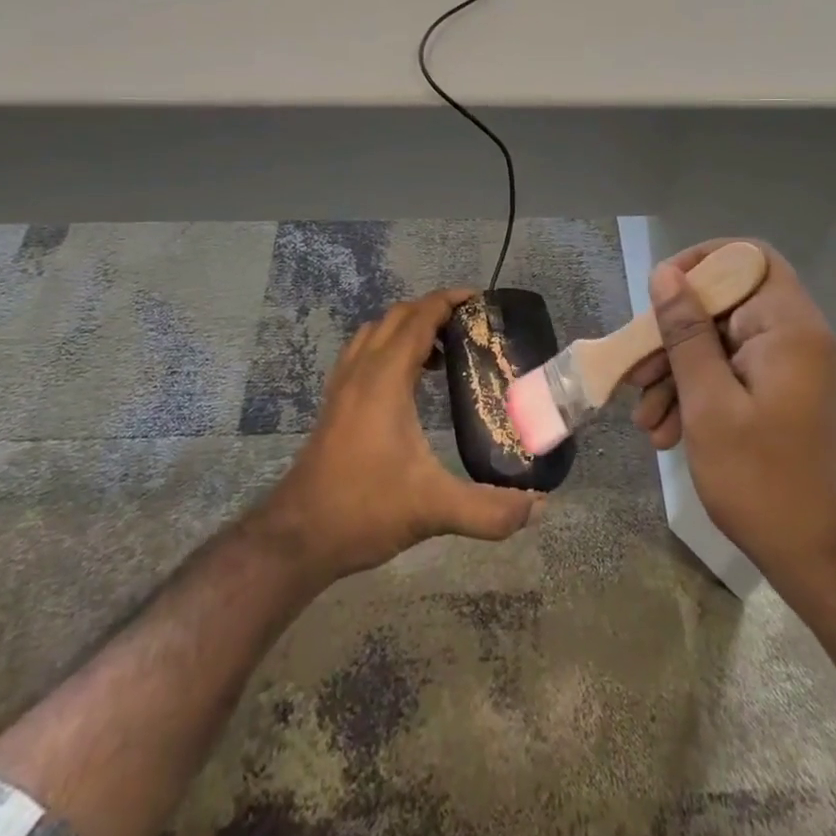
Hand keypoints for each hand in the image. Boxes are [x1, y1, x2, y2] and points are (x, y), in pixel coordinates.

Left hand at [259, 289, 540, 583]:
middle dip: (432, 309)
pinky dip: (388, 346)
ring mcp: (342, 385)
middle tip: (469, 325)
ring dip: (407, 327)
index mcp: (385, 379)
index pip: (418, 318)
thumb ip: (488, 510)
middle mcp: (361, 371)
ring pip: (375, 331)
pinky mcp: (334, 403)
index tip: (479, 299)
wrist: (298, 536)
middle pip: (396, 316)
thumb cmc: (364, 509)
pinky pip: (363, 352)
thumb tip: (538, 507)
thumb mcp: (432, 509)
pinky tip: (407, 382)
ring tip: (441, 351)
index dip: (448, 301)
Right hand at [627, 242, 835, 592]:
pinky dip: (700, 395)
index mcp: (789, 328)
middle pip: (726, 306)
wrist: (827, 564)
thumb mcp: (709, 404)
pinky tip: (667, 433)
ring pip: (723, 345)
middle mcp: (796, 339)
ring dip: (679, 374)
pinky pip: (734, 376)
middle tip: (636, 372)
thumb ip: (686, 333)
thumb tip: (665, 274)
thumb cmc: (764, 480)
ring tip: (646, 420)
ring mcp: (792, 371)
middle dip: (674, 336)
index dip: (701, 263)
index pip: (747, 259)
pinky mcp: (785, 399)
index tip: (661, 294)